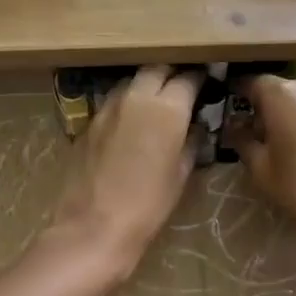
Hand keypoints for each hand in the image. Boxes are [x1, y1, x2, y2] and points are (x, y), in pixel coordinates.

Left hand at [50, 65, 201, 270]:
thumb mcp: (181, 174)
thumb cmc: (148, 205)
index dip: (200, 78)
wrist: (94, 226)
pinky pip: (113, 102)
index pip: (188, 78)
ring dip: (146, 85)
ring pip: (132, 81)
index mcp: (167, 108)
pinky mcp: (88, 122)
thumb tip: (195, 127)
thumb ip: (190, 142)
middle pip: (157, 69)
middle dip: (171, 73)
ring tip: (157, 102)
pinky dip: (127, 104)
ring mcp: (108, 107)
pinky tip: (131, 123)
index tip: (207, 83)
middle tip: (182, 86)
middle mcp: (136, 97)